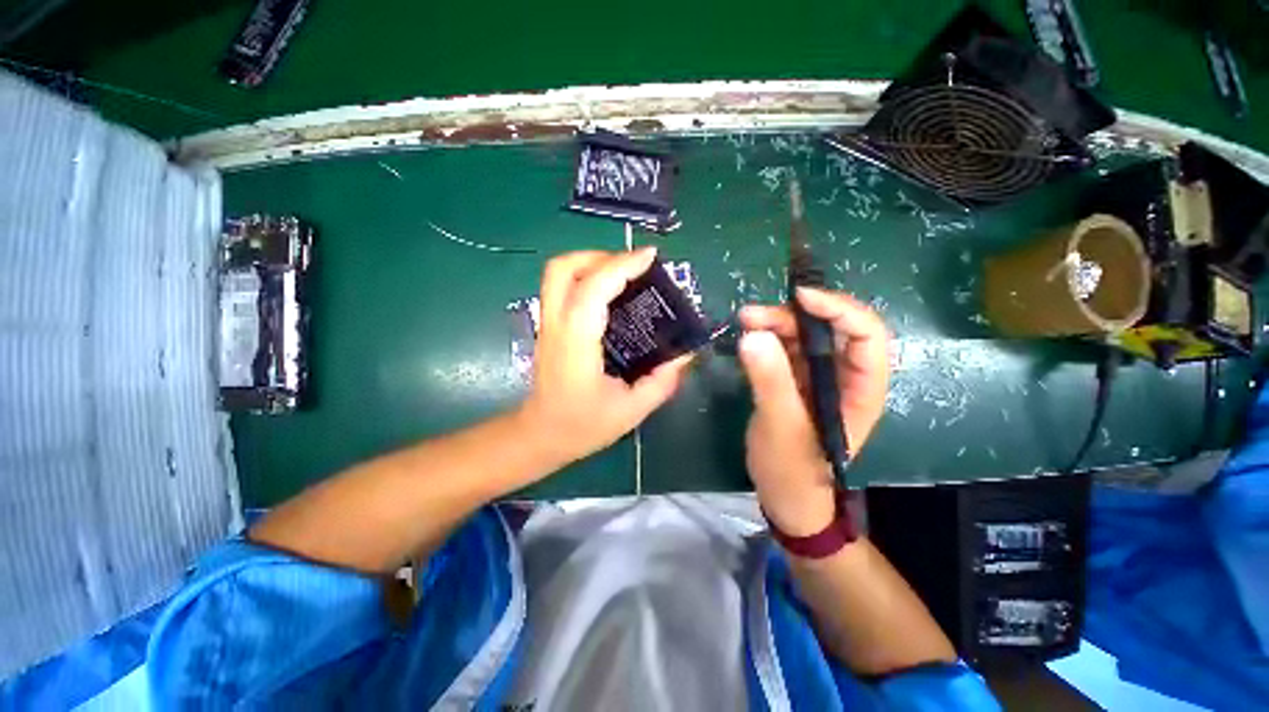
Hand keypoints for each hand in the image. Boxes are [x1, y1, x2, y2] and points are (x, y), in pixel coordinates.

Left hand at [518, 249, 691, 466]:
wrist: (541, 436)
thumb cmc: (583, 426)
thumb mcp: (631, 410)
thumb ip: (662, 381)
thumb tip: (686, 354)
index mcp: (576, 342)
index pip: (592, 289)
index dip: (621, 266)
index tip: (650, 257)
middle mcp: (556, 325)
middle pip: (563, 268)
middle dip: (599, 256)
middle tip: (631, 266)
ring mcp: (548, 324)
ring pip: (557, 274)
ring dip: (590, 263)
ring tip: (622, 274)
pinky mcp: (550, 327)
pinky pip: (562, 288)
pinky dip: (585, 278)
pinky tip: (609, 294)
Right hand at [738, 288, 889, 535]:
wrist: (784, 497)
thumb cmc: (793, 471)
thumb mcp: (781, 427)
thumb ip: (770, 382)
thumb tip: (752, 334)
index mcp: (860, 389)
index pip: (865, 335)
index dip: (838, 308)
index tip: (799, 297)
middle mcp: (843, 376)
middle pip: (829, 329)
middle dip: (794, 315)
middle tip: (752, 315)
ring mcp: (816, 377)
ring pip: (803, 335)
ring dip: (775, 323)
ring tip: (744, 321)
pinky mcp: (793, 381)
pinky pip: (784, 348)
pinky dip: (766, 338)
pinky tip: (747, 337)